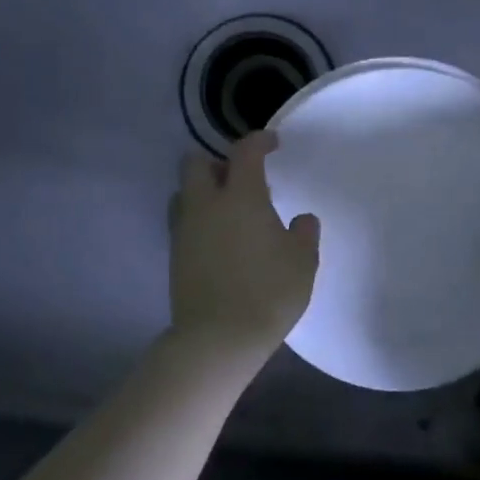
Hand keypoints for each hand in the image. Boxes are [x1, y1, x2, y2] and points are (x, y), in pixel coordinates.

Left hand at [169, 132, 319, 352]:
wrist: (218, 339)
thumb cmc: (268, 293)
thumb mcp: (302, 262)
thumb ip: (304, 233)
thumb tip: (301, 219)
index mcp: (240, 197)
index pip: (244, 152)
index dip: (259, 141)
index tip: (273, 144)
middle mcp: (206, 204)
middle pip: (195, 162)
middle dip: (218, 161)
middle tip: (243, 179)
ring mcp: (185, 230)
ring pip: (184, 192)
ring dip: (203, 190)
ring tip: (229, 210)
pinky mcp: (175, 255)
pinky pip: (183, 220)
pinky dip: (199, 218)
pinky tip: (220, 239)